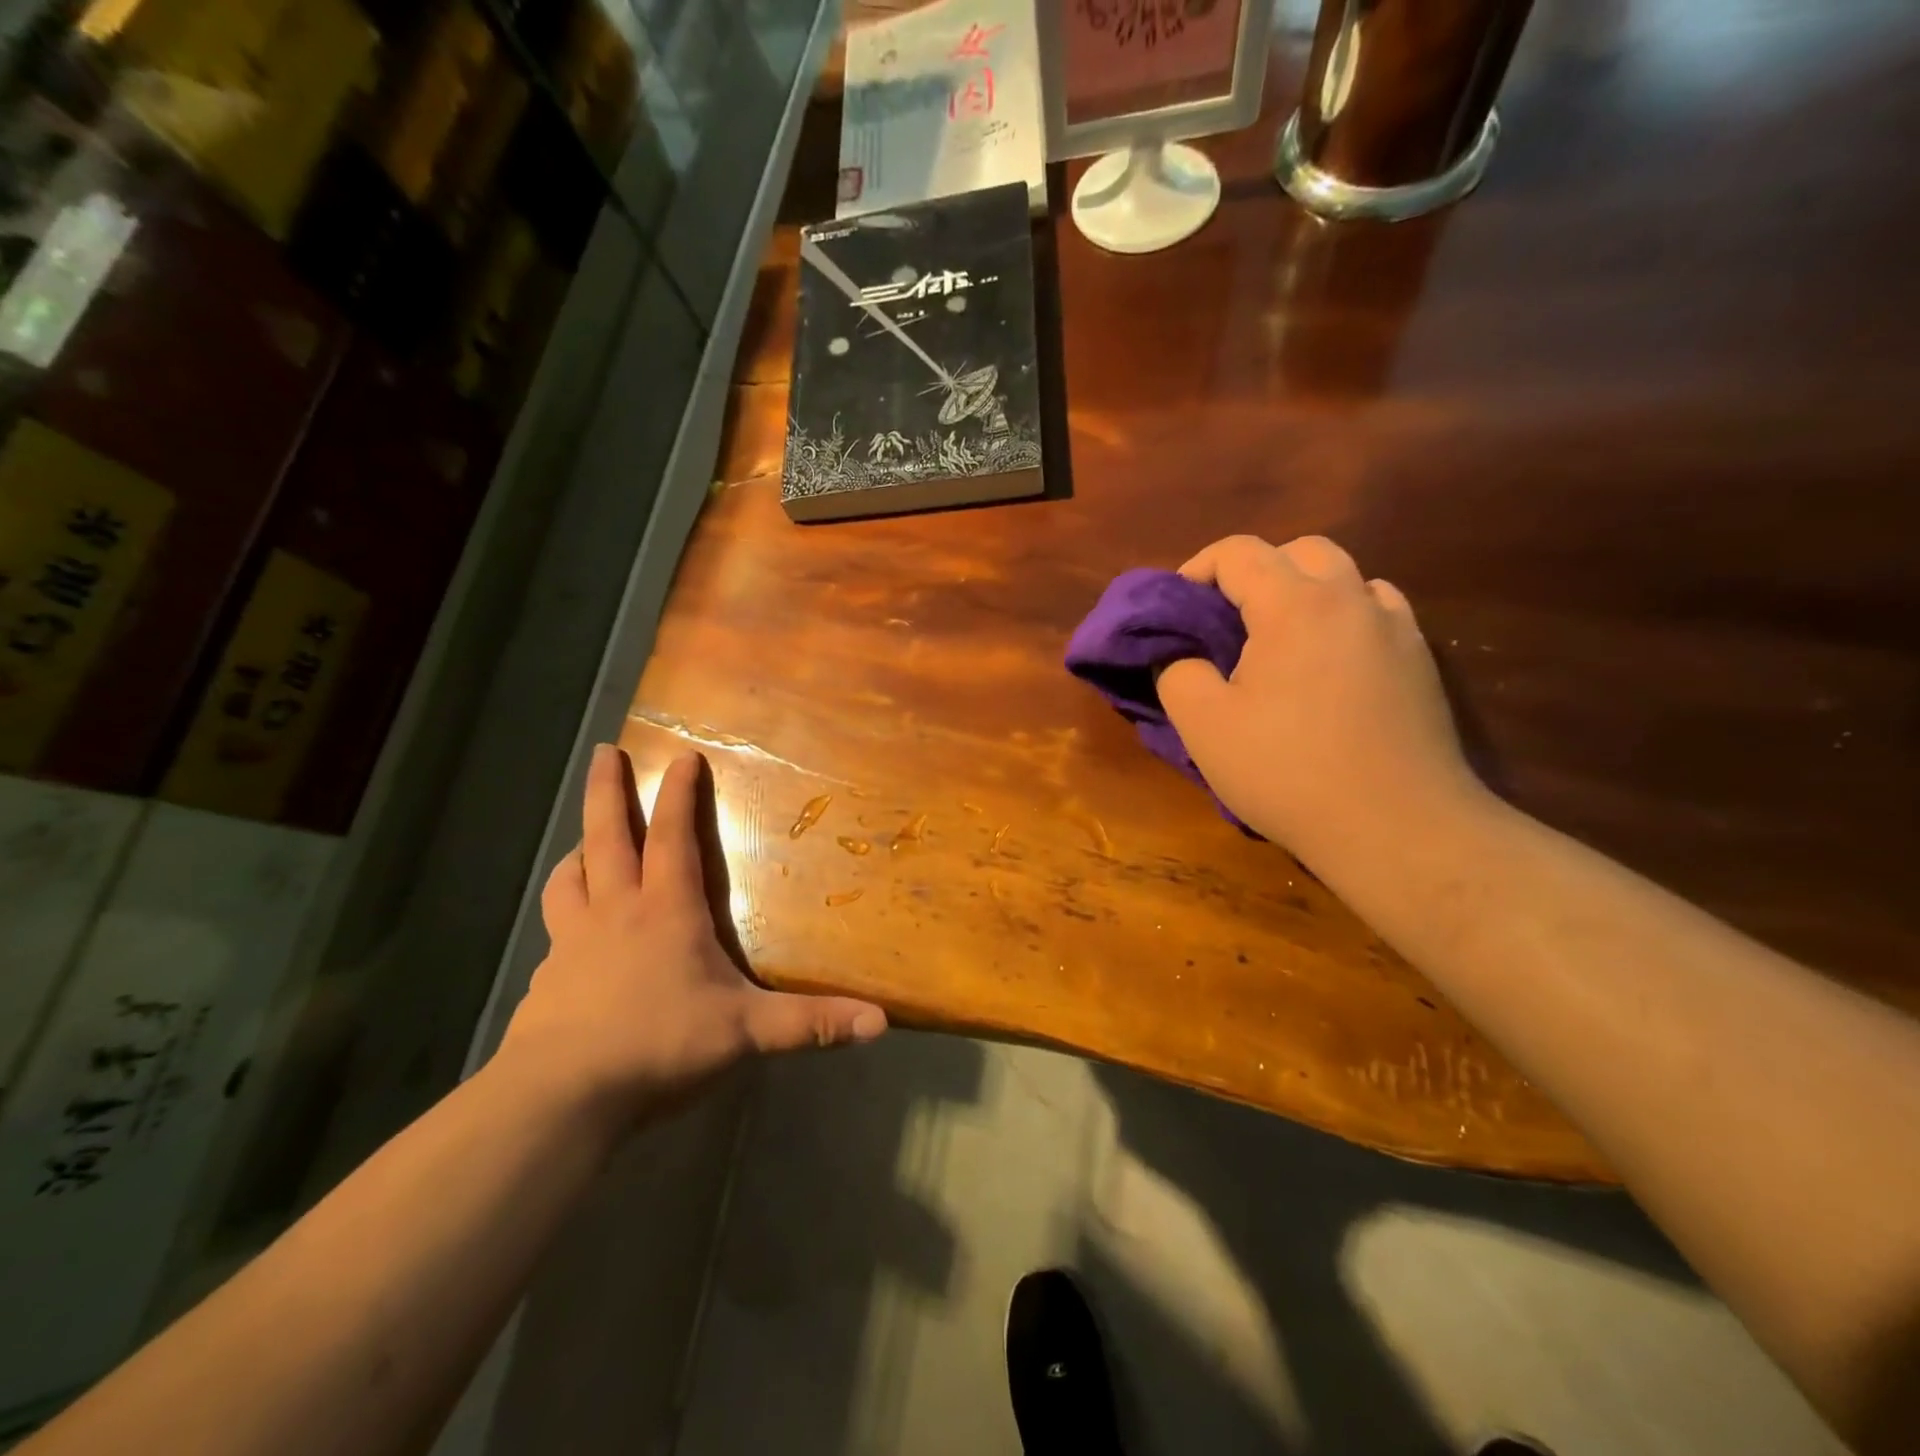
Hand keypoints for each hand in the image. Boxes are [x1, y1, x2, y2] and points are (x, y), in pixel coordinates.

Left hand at [499, 745, 886, 1130]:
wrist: (562, 1095)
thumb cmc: (659, 1044)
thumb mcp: (746, 1033)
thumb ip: (812, 1024)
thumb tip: (880, 1022)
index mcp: (665, 910)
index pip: (672, 836)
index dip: (677, 794)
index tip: (680, 755)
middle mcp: (615, 912)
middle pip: (606, 836)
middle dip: (606, 791)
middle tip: (603, 752)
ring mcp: (572, 944)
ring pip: (569, 879)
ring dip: (579, 853)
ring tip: (584, 844)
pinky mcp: (546, 980)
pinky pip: (554, 932)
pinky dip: (563, 916)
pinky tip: (569, 938)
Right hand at [1158, 535, 1482, 858]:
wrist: (1397, 827)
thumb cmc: (1288, 772)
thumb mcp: (1205, 726)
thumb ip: (1177, 672)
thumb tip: (1177, 652)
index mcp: (1295, 604)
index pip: (1239, 552)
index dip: (1197, 570)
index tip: (1177, 609)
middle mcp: (1352, 599)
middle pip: (1299, 551)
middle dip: (1254, 572)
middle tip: (1226, 622)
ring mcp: (1396, 627)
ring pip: (1345, 577)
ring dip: (1304, 592)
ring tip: (1278, 643)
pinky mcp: (1421, 661)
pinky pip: (1375, 612)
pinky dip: (1342, 619)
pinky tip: (1327, 666)